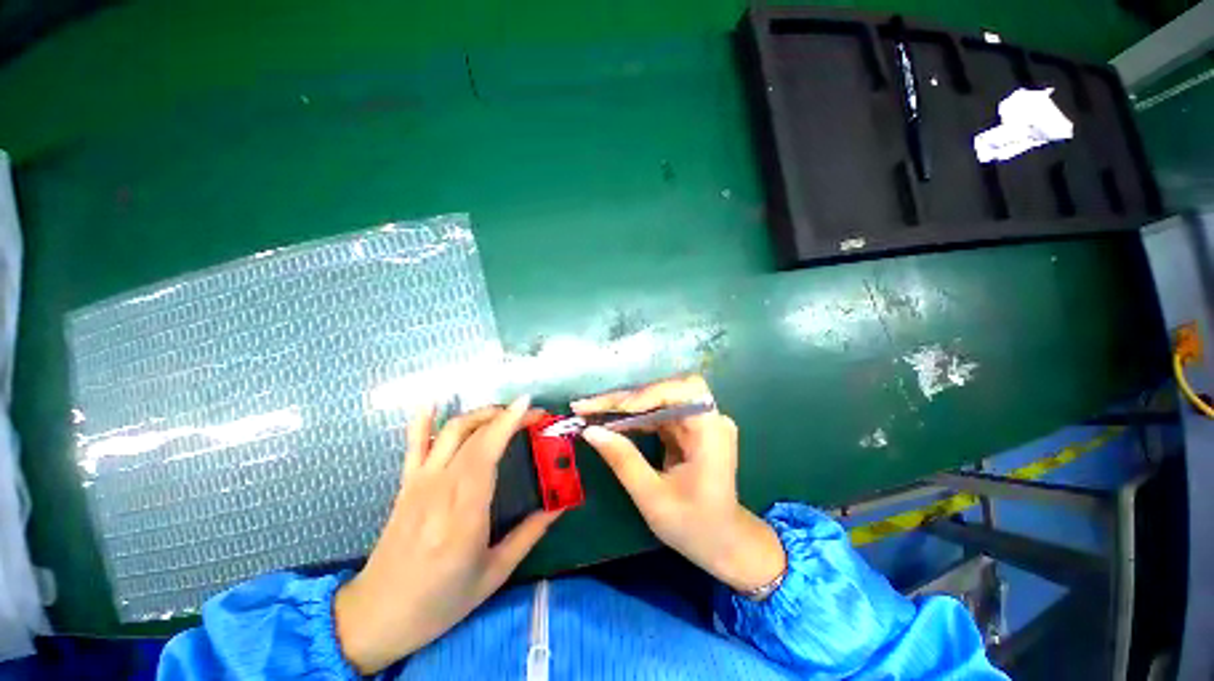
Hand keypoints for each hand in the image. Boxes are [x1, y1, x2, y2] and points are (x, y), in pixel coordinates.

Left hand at [333, 397, 561, 674]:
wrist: (377, 616)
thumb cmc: (440, 601)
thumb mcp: (494, 574)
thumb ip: (530, 534)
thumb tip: (561, 506)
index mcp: (464, 512)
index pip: (489, 450)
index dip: (511, 421)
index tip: (533, 407)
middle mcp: (440, 488)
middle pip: (473, 434)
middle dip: (505, 415)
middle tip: (530, 414)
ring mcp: (419, 483)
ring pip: (449, 432)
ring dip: (479, 414)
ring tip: (502, 412)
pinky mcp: (406, 484)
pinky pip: (413, 444)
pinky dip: (423, 420)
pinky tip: (433, 401)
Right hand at [573, 375, 785, 594]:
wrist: (724, 543)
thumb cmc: (695, 526)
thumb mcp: (653, 497)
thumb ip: (623, 461)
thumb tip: (590, 431)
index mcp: (711, 431)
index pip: (678, 392)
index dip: (643, 395)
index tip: (608, 408)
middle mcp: (708, 418)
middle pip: (664, 391)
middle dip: (625, 399)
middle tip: (588, 407)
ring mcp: (698, 421)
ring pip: (656, 400)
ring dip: (624, 406)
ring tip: (592, 412)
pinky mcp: (688, 428)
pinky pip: (656, 413)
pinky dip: (632, 417)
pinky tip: (611, 422)